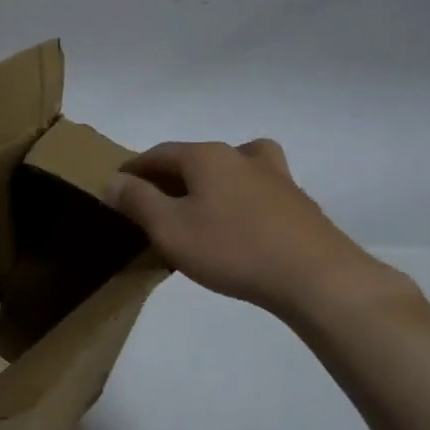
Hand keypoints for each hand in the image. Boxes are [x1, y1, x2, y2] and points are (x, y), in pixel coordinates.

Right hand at [106, 139, 402, 317]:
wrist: (315, 276)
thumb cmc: (232, 249)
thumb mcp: (170, 229)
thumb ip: (138, 201)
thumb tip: (113, 181)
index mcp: (206, 156)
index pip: (159, 153)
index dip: (135, 169)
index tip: (117, 185)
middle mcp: (240, 155)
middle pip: (195, 157)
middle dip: (170, 176)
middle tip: (152, 202)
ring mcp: (275, 176)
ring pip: (231, 167)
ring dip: (210, 181)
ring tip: (199, 204)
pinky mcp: (297, 202)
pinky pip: (256, 190)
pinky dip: (238, 198)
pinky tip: (239, 224)